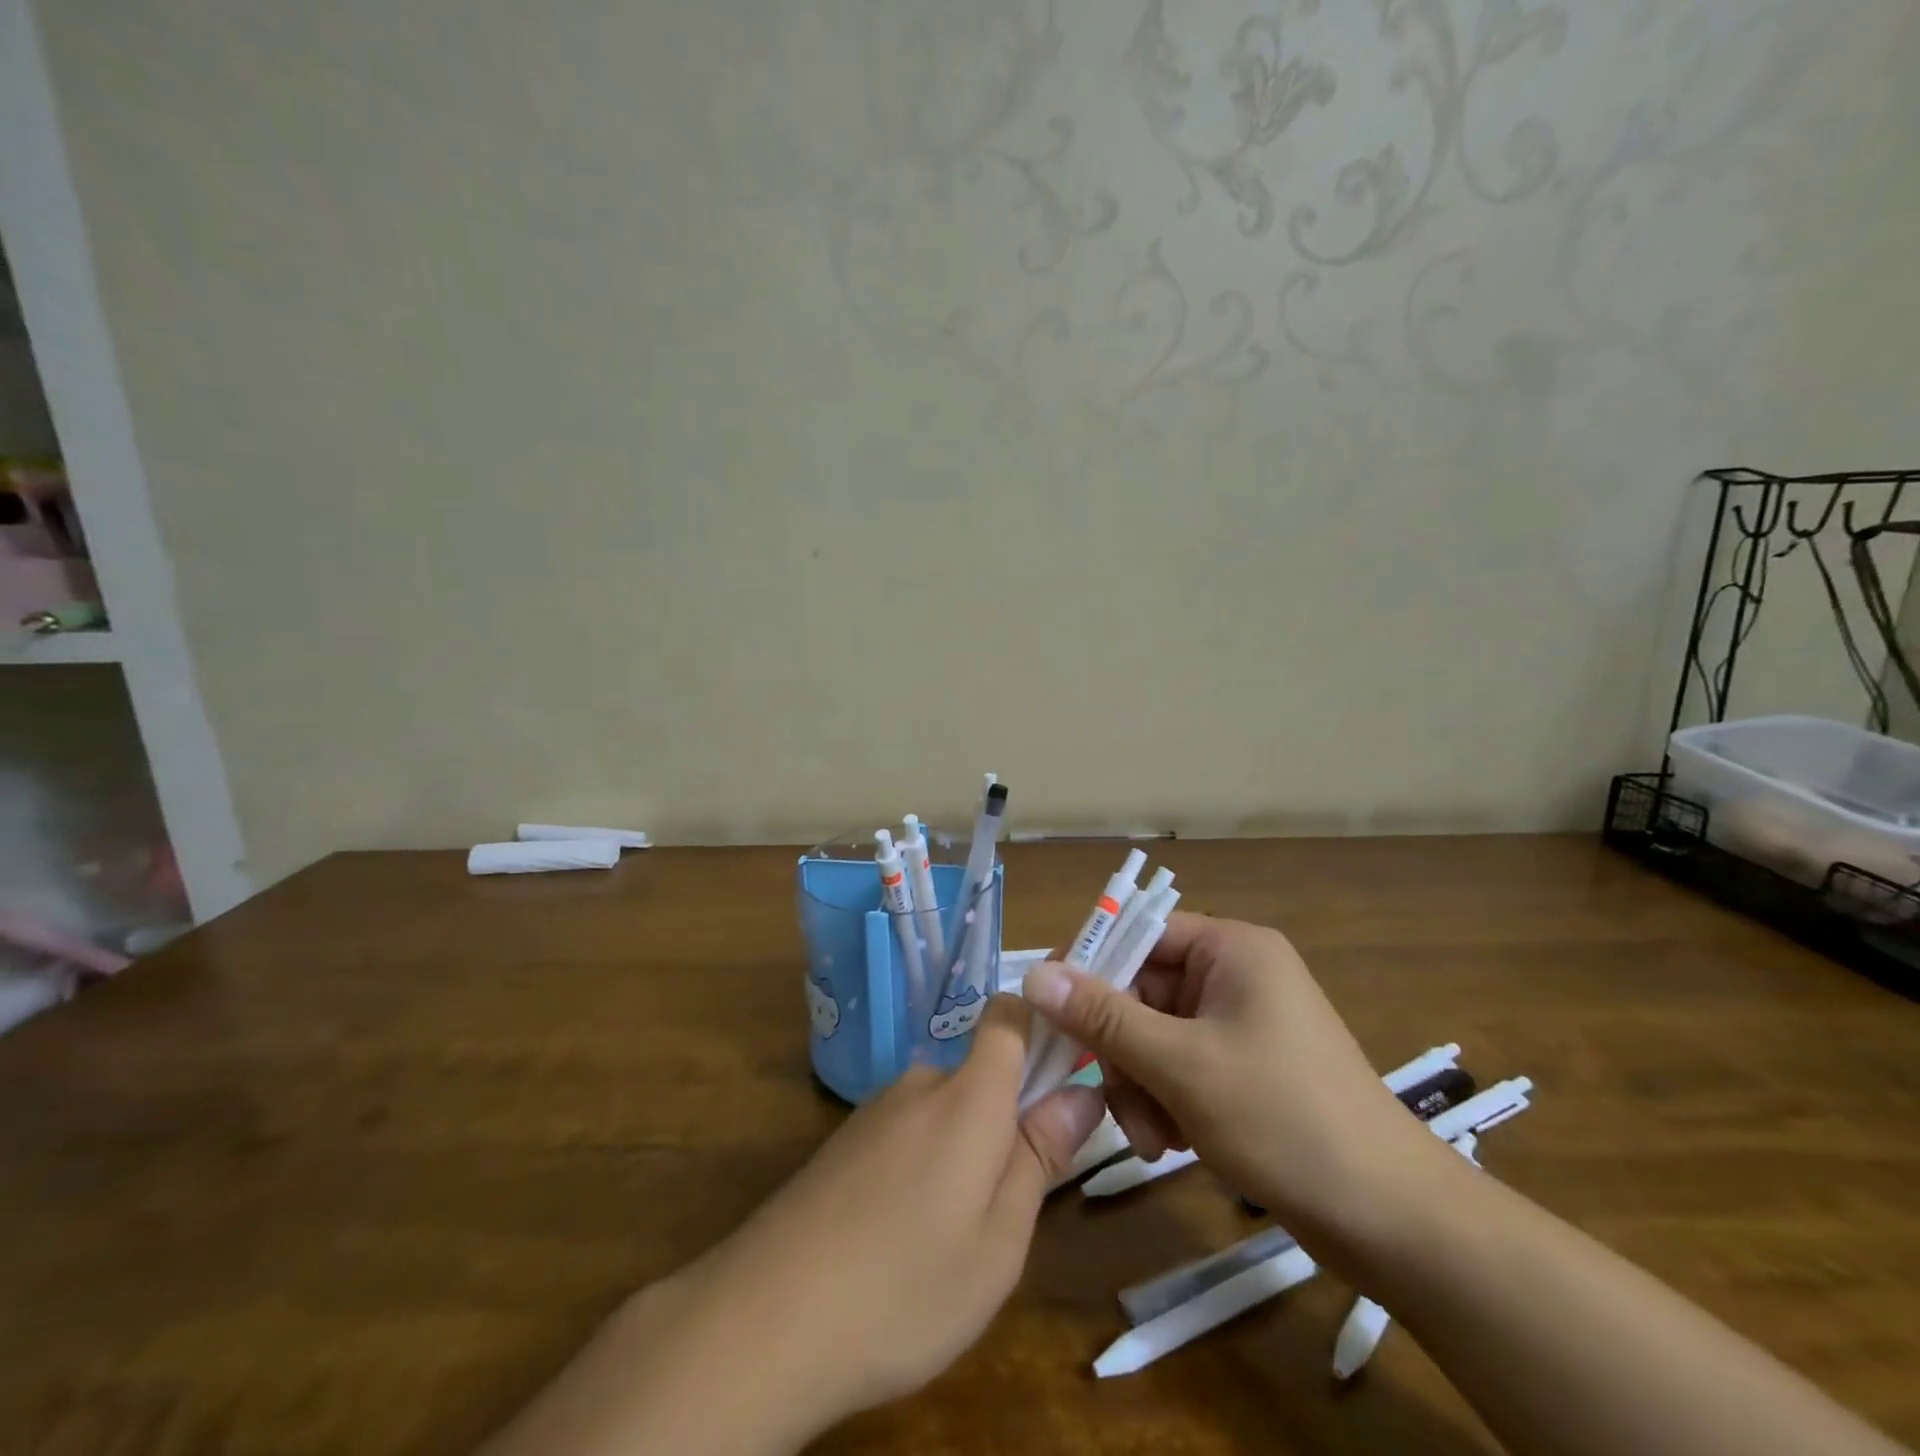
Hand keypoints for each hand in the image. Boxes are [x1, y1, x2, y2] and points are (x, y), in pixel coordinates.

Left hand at [484, 995, 1105, 1455]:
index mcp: (968, 1095)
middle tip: (1011, 1203)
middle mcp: (920, 1083)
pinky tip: (904, 1237)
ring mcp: (876, 1111)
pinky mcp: (844, 1142)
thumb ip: (1041, 1156)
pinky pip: (907, 1133)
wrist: (764, 1321)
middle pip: (981, 1072)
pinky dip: (924, 1166)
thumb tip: (1082, 1092)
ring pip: (944, 1110)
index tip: (1068, 1070)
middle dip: (1007, 1119)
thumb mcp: (999, 1240)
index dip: (1042, 1025)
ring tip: (955, 1235)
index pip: (1009, 1016)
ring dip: (964, 1151)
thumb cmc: (904, 1286)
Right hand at [1022, 912, 1446, 1255]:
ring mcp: (1240, 1024)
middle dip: (1121, 1051)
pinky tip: (1172, 1146)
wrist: (1392, 1220)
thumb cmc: (1283, 1119)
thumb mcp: (1180, 1064)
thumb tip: (1033, 974)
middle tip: (1114, 1101)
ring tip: (1153, 1139)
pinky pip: (1179, 1067)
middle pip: (1142, 992)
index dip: (1091, 968)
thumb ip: (1102, 1017)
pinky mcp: (1244, 1068)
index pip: (1138, 933)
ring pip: (1154, 1036)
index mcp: (1231, 949)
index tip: (1052, 1014)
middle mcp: (1235, 975)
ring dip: (1140, 1085)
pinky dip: (1165, 1101)